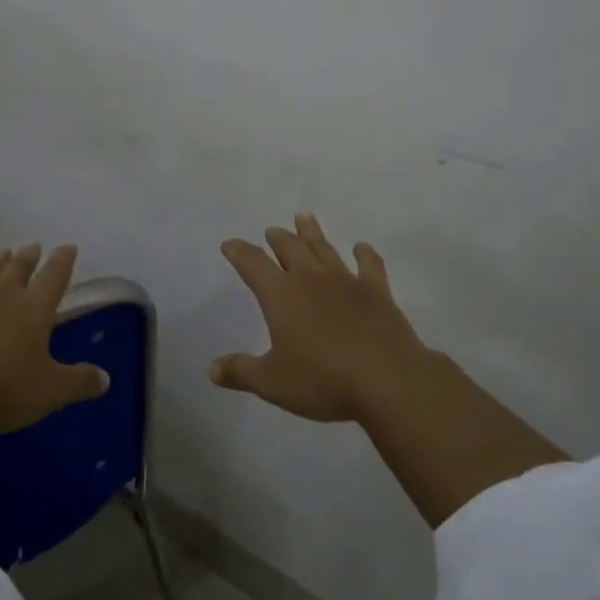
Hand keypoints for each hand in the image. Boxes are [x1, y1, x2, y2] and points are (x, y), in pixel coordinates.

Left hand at [0, 243, 107, 494]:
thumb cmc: (5, 390)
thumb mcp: (51, 392)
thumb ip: (80, 382)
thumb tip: (106, 379)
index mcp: (34, 309)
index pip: (54, 275)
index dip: (63, 260)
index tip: (68, 247)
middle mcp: (3, 296)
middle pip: (18, 266)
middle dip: (29, 256)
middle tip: (34, 247)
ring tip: (3, 253)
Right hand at [211, 212, 434, 422]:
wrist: (387, 381)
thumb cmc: (322, 380)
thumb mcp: (272, 383)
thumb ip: (240, 372)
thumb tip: (211, 369)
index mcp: (281, 295)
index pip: (252, 264)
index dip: (239, 252)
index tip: (229, 244)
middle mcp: (311, 279)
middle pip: (290, 248)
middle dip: (277, 238)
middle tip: (272, 231)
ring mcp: (347, 282)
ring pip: (324, 248)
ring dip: (312, 232)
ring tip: (304, 217)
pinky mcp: (377, 293)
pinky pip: (370, 265)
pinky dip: (365, 254)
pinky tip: (361, 248)